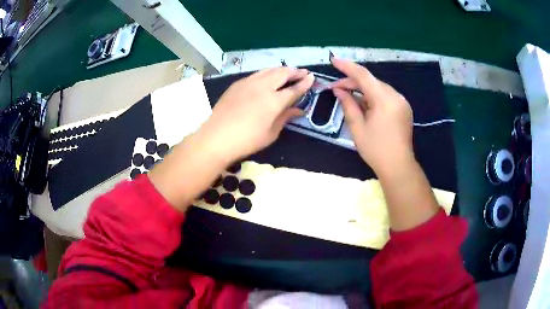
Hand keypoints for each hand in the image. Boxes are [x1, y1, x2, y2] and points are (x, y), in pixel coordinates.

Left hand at [199, 67, 314, 163]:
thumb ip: (285, 117)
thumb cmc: (247, 140)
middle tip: (302, 72)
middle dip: (295, 72)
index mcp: (274, 101)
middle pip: (282, 74)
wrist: (217, 137)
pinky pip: (256, 74)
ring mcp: (248, 83)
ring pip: (268, 70)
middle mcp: (262, 87)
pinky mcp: (237, 84)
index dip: (304, 83)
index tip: (312, 78)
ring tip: (287, 72)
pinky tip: (267, 77)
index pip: (294, 89)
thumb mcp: (271, 133)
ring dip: (280, 70)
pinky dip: (266, 73)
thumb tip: (299, 110)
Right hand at [330, 57, 413, 176]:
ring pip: (378, 88)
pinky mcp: (403, 108)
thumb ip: (348, 104)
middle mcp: (396, 96)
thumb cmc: (376, 150)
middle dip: (353, 82)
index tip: (334, 60)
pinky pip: (385, 96)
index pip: (363, 75)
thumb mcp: (357, 127)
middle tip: (335, 88)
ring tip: (347, 96)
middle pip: (371, 81)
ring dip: (362, 90)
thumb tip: (339, 90)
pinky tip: (363, 104)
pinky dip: (372, 97)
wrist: (398, 166)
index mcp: (385, 99)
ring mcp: (401, 102)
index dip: (347, 67)